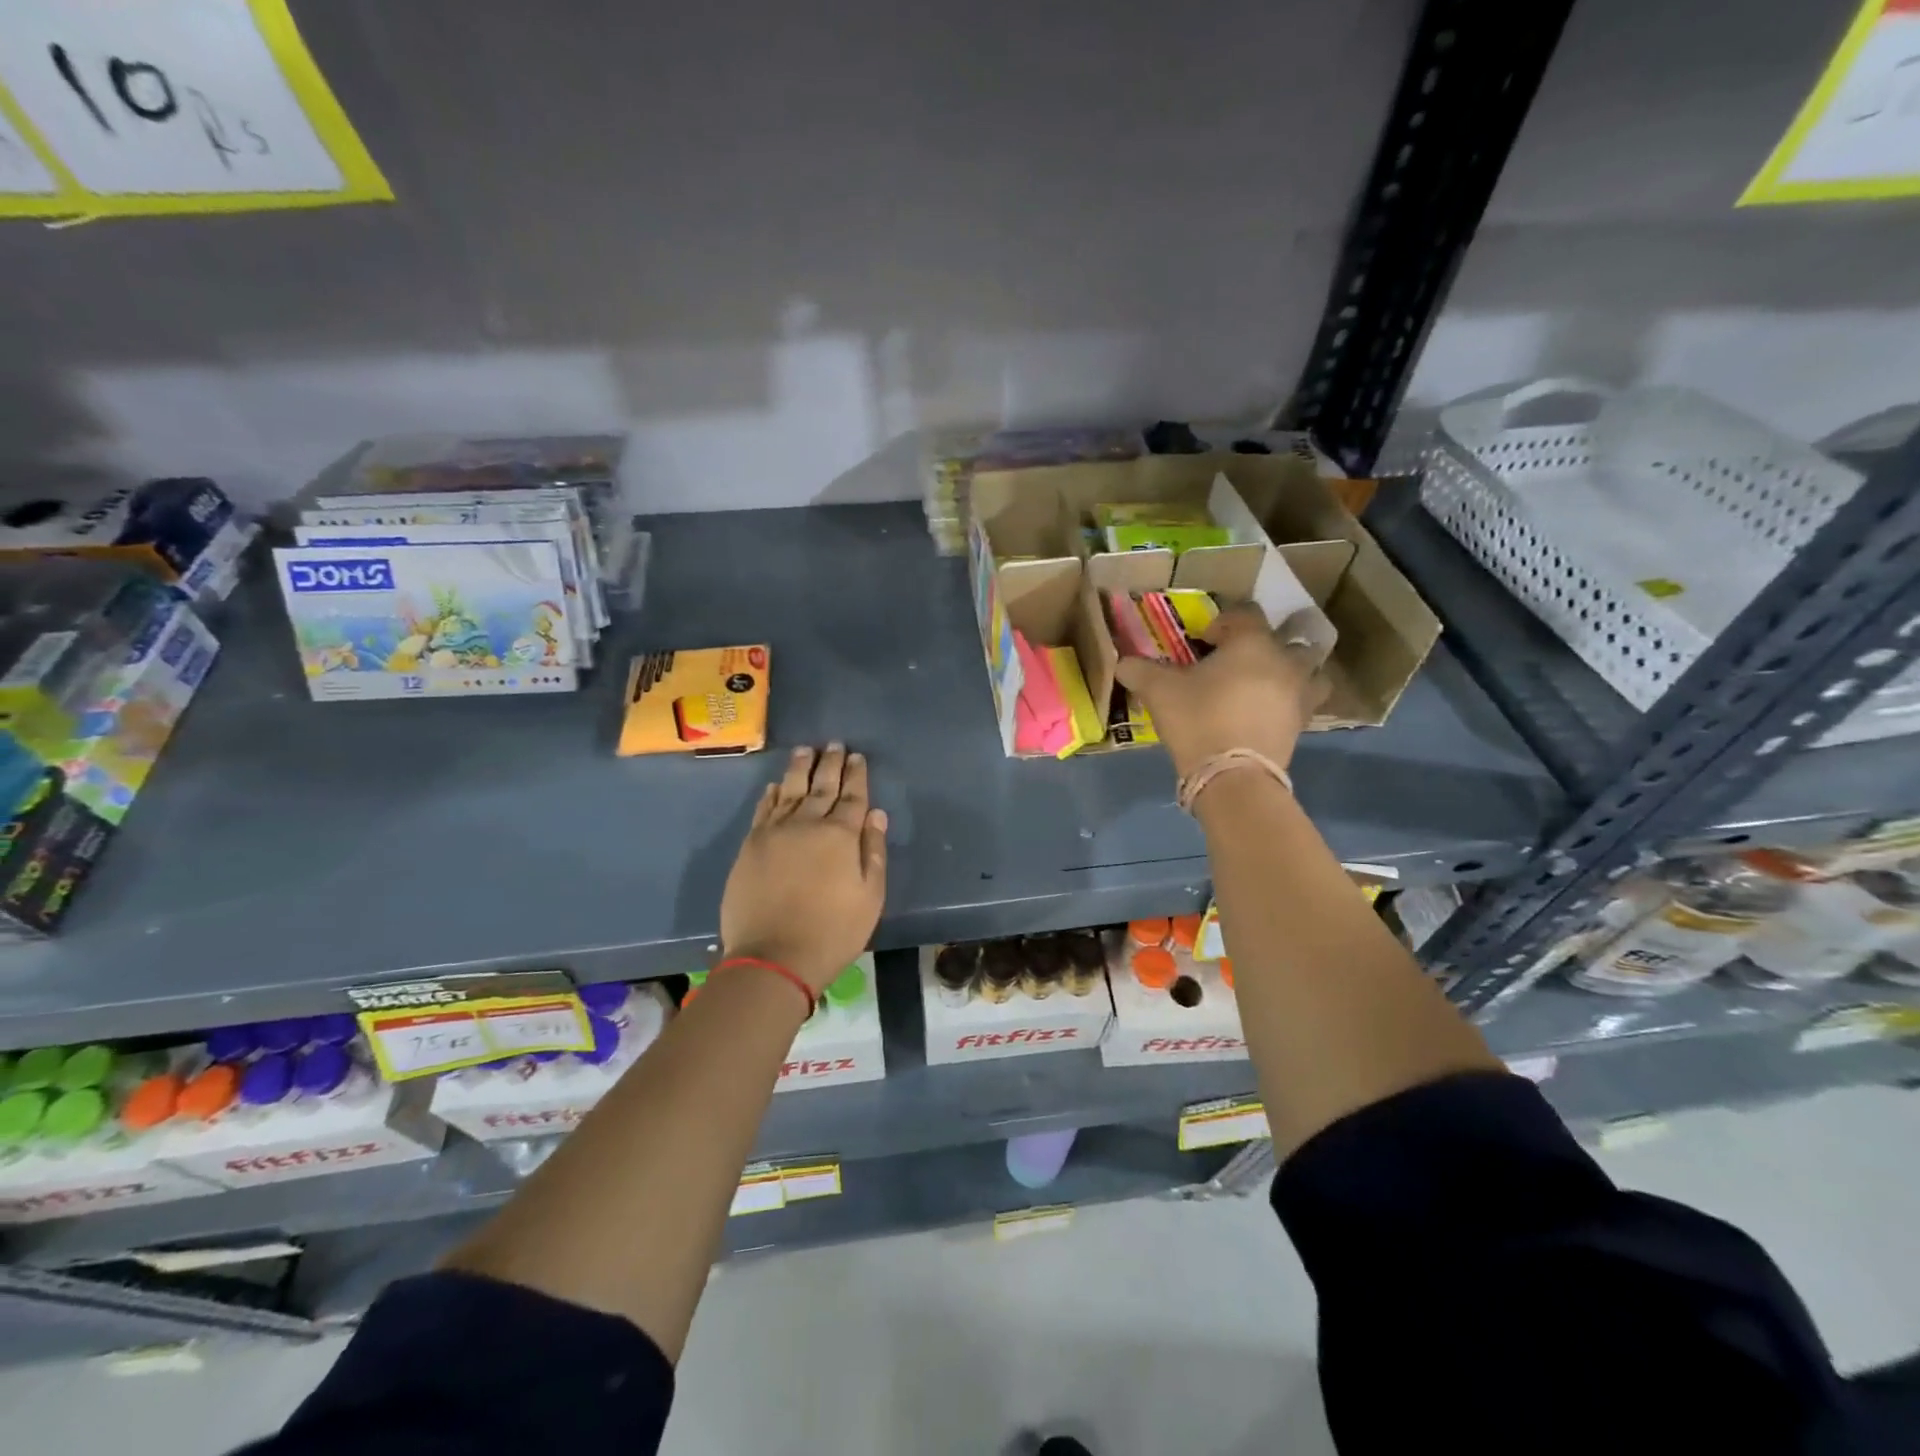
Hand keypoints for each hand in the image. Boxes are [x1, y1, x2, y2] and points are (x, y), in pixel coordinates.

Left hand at [719, 744, 888, 993]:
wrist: (773, 957)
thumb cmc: (832, 931)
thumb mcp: (870, 897)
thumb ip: (873, 851)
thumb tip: (875, 813)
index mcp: (841, 836)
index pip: (852, 796)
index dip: (857, 775)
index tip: (858, 756)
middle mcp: (807, 824)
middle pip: (821, 786)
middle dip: (830, 763)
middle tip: (834, 744)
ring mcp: (775, 832)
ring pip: (789, 789)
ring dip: (799, 768)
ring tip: (805, 750)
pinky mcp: (751, 845)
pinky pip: (763, 810)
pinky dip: (771, 794)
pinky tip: (775, 785)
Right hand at [1113, 606, 1326, 777]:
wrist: (1232, 776)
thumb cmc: (1197, 720)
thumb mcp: (1159, 692)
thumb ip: (1140, 671)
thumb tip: (1122, 663)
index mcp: (1252, 643)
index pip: (1246, 613)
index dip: (1224, 621)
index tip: (1204, 640)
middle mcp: (1284, 661)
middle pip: (1290, 637)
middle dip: (1267, 643)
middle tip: (1240, 659)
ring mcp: (1299, 693)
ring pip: (1311, 670)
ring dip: (1294, 670)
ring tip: (1270, 682)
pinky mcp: (1301, 725)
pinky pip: (1303, 702)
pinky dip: (1290, 702)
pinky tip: (1267, 712)